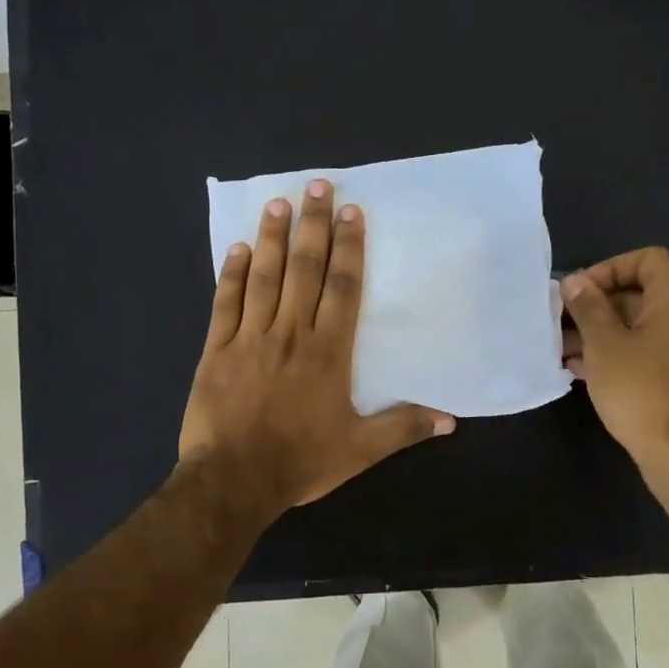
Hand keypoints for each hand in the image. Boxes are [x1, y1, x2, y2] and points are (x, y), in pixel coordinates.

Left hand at [180, 178, 454, 518]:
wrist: (233, 481)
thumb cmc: (300, 461)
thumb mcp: (360, 450)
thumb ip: (403, 428)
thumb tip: (451, 419)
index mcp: (328, 352)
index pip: (342, 288)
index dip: (349, 247)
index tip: (351, 212)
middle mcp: (291, 333)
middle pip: (304, 270)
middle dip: (312, 226)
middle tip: (316, 186)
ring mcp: (250, 338)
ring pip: (263, 277)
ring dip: (271, 239)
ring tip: (277, 203)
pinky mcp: (217, 350)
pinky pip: (225, 304)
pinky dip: (230, 275)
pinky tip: (236, 249)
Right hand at [561, 247, 668, 477]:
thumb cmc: (641, 389)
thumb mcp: (604, 344)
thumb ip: (589, 307)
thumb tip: (575, 282)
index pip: (648, 260)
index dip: (610, 268)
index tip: (580, 293)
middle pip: (641, 294)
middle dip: (598, 305)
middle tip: (562, 322)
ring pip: (641, 328)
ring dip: (602, 333)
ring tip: (562, 349)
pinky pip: (648, 353)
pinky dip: (618, 354)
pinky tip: (582, 371)